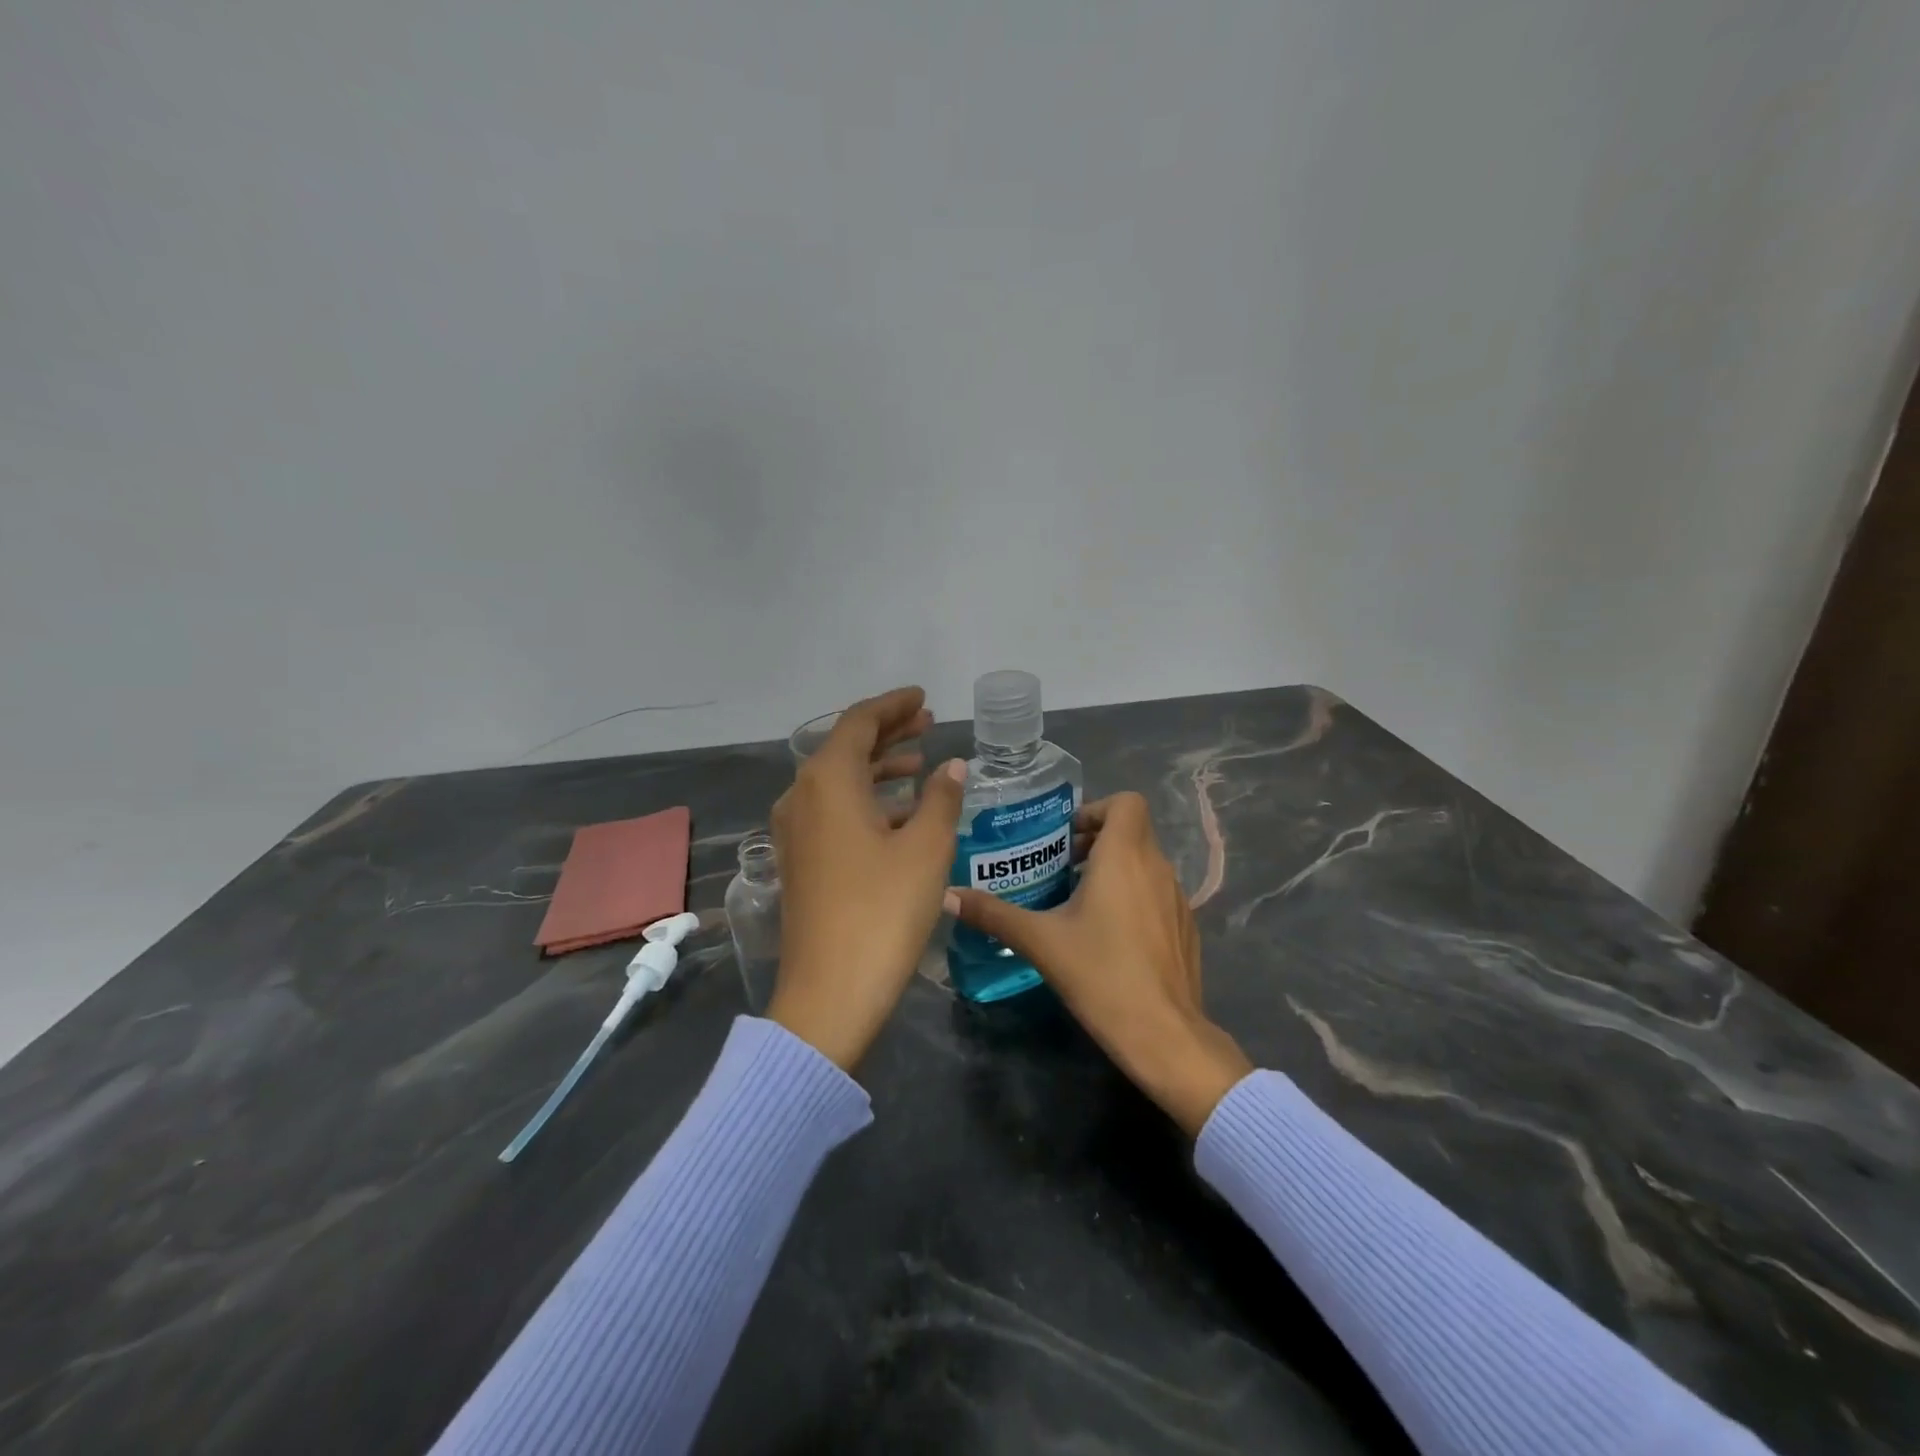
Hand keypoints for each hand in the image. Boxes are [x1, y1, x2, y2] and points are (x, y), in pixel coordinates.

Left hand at [768, 687, 966, 1071]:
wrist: (830, 992)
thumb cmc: (882, 912)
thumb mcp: (925, 849)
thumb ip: (941, 799)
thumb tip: (952, 767)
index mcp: (827, 782)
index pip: (858, 722)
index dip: (893, 706)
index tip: (923, 698)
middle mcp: (802, 797)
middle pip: (845, 748)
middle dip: (888, 733)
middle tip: (928, 722)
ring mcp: (795, 831)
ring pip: (840, 781)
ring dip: (879, 766)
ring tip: (921, 762)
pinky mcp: (800, 861)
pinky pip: (834, 811)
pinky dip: (867, 800)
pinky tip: (900, 812)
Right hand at [947, 791, 1251, 1135]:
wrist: (1164, 1033)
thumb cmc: (1101, 974)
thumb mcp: (1040, 941)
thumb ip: (993, 914)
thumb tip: (947, 895)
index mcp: (1125, 856)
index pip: (1126, 802)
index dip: (1096, 809)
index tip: (1066, 838)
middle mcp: (1157, 867)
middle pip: (1132, 830)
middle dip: (1096, 840)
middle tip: (1061, 867)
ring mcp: (1178, 897)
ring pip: (1146, 862)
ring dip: (1115, 868)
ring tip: (1080, 900)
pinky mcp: (1186, 926)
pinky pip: (1158, 891)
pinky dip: (1134, 894)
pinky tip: (1111, 934)